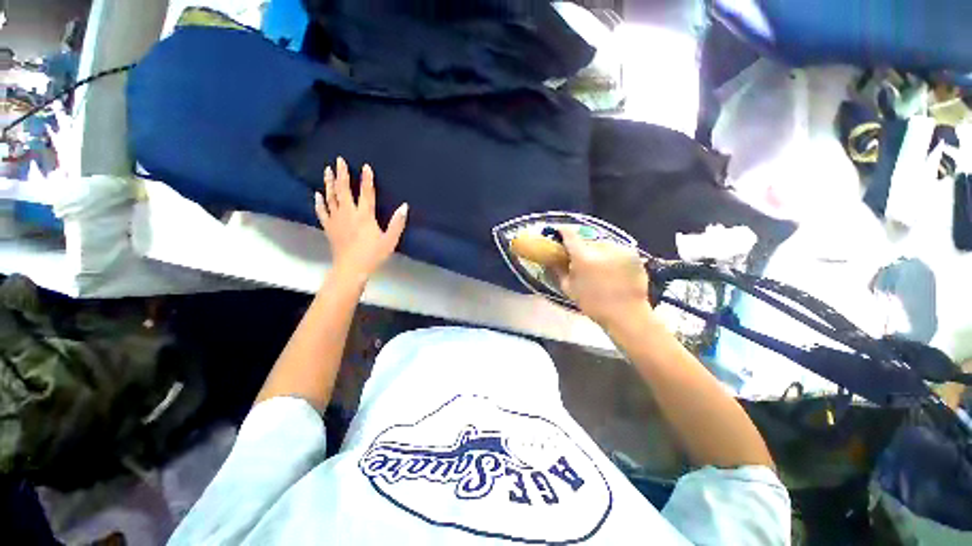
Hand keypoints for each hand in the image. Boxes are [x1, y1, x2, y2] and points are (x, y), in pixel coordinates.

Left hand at [314, 157, 407, 282]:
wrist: (351, 268)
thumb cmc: (373, 254)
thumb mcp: (390, 240)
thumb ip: (397, 223)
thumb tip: (404, 206)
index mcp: (365, 215)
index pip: (366, 193)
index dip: (367, 179)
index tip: (365, 166)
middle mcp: (349, 213)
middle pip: (344, 190)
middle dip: (342, 174)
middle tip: (338, 160)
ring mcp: (336, 219)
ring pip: (331, 197)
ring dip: (329, 183)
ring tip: (327, 171)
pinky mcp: (329, 227)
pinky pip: (322, 211)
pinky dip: (319, 202)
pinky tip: (317, 194)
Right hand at [555, 229, 650, 327]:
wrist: (627, 314)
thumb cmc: (593, 304)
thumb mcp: (569, 288)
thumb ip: (558, 270)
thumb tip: (552, 259)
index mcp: (583, 257)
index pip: (570, 234)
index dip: (562, 231)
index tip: (559, 233)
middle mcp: (602, 247)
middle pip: (586, 240)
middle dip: (581, 247)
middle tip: (580, 259)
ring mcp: (620, 249)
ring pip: (602, 244)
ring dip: (597, 251)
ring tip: (598, 266)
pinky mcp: (633, 253)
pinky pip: (616, 249)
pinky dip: (611, 256)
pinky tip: (612, 269)